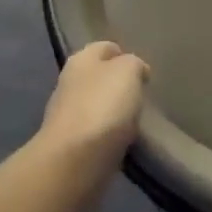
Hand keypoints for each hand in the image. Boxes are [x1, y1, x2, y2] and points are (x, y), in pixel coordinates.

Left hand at [39, 41, 148, 177]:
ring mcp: (67, 116)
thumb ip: (134, 64)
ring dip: (114, 113)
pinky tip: (123, 143)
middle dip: (119, 85)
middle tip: (141, 97)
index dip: (125, 55)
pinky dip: (109, 137)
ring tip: (136, 122)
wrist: (74, 163)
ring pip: (97, 106)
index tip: (144, 71)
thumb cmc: (103, 106)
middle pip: (99, 77)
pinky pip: (96, 135)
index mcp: (81, 58)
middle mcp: (69, 82)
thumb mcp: (128, 71)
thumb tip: (136, 71)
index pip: (106, 47)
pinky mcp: (69, 147)